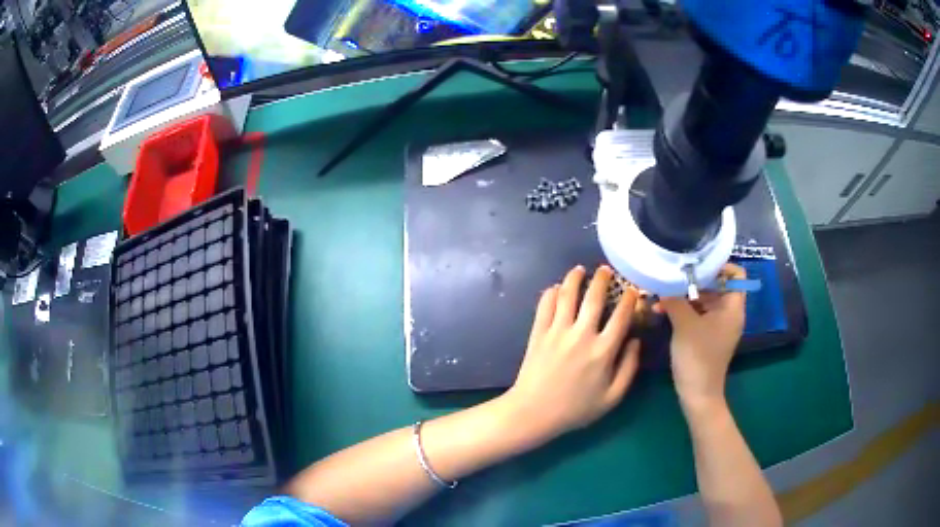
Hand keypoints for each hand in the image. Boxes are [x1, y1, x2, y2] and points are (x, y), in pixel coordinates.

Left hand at [503, 265, 641, 443]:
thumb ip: (629, 368)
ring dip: (574, 278)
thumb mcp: (612, 397)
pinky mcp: (538, 332)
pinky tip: (556, 288)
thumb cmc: (576, 409)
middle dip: (602, 279)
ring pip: (567, 294)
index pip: (621, 315)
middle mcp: (582, 335)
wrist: (534, 412)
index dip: (629, 298)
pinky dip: (551, 292)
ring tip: (579, 270)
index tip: (632, 290)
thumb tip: (636, 341)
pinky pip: (545, 305)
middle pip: (594, 297)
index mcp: (603, 350)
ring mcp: (557, 331)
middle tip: (605, 270)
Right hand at [659, 264, 746, 412]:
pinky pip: (698, 314)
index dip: (719, 265)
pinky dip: (683, 310)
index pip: (735, 274)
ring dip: (684, 296)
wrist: (697, 394)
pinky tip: (662, 310)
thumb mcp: (684, 324)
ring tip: (661, 295)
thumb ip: (675, 299)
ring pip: (704, 300)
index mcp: (733, 307)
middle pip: (716, 285)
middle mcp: (728, 313)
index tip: (695, 264)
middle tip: (671, 278)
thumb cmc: (697, 356)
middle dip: (693, 281)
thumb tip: (662, 282)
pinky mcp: (707, 336)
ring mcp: (718, 326)